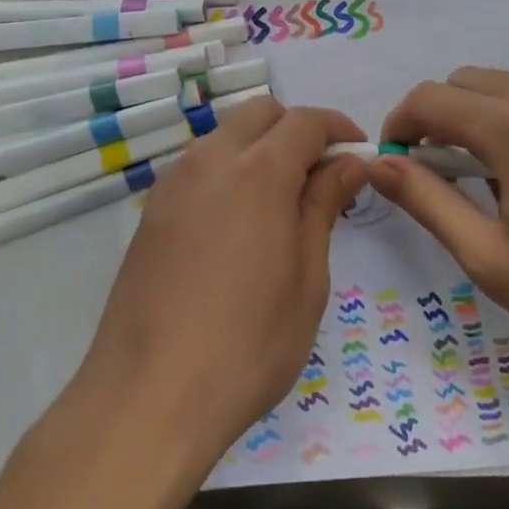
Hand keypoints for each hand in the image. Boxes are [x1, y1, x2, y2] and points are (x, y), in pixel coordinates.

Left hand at [79, 99, 368, 469]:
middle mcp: (209, 161)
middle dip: (298, 130)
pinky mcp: (152, 211)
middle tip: (322, 176)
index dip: (338, 128)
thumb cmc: (248, 343)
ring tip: (283, 202)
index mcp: (256, 171)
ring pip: (225, 136)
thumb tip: (349, 162)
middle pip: (260, 114)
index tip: (359, 152)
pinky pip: (199, 167)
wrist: (149, 394)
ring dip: (261, 148)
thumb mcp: (307, 277)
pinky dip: (229, 171)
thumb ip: (324, 205)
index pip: (304, 121)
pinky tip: (239, 223)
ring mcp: (172, 184)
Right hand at [372, 68, 508, 367]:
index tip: (396, 163)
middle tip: (444, 175)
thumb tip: (377, 165)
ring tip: (501, 183)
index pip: (430, 99)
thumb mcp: (492, 258)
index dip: (399, 125)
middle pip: (468, 82)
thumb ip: (427, 202)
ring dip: (485, 119)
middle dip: (440, 118)